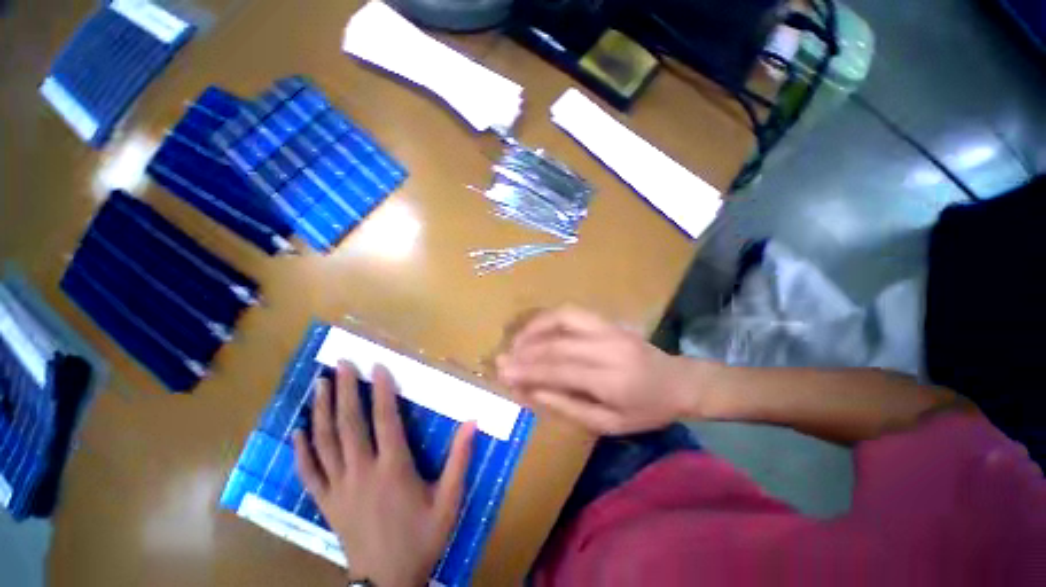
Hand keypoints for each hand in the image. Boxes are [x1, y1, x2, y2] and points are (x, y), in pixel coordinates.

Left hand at [293, 361, 474, 586]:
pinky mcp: (327, 503)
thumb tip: (472, 421)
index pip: (386, 419)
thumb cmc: (423, 538)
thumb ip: (460, 459)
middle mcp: (362, 472)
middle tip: (342, 364)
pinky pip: (309, 473)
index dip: (381, 390)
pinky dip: (302, 450)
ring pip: (326, 442)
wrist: (389, 583)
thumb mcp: (450, 500)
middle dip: (345, 390)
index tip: (377, 367)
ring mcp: (339, 488)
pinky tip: (297, 431)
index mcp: (393, 468)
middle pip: (350, 424)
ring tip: (319, 383)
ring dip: (322, 410)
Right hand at [496, 306, 702, 434]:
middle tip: (500, 360)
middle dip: (524, 352)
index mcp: (611, 380)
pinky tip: (536, 328)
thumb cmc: (646, 410)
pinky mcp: (608, 321)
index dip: (527, 371)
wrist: (679, 381)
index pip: (559, 370)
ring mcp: (608, 329)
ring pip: (562, 319)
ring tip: (515, 343)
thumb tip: (532, 391)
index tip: (503, 374)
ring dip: (533, 329)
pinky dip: (549, 318)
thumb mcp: (609, 423)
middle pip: (556, 345)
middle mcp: (607, 348)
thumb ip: (568, 406)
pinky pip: (572, 312)